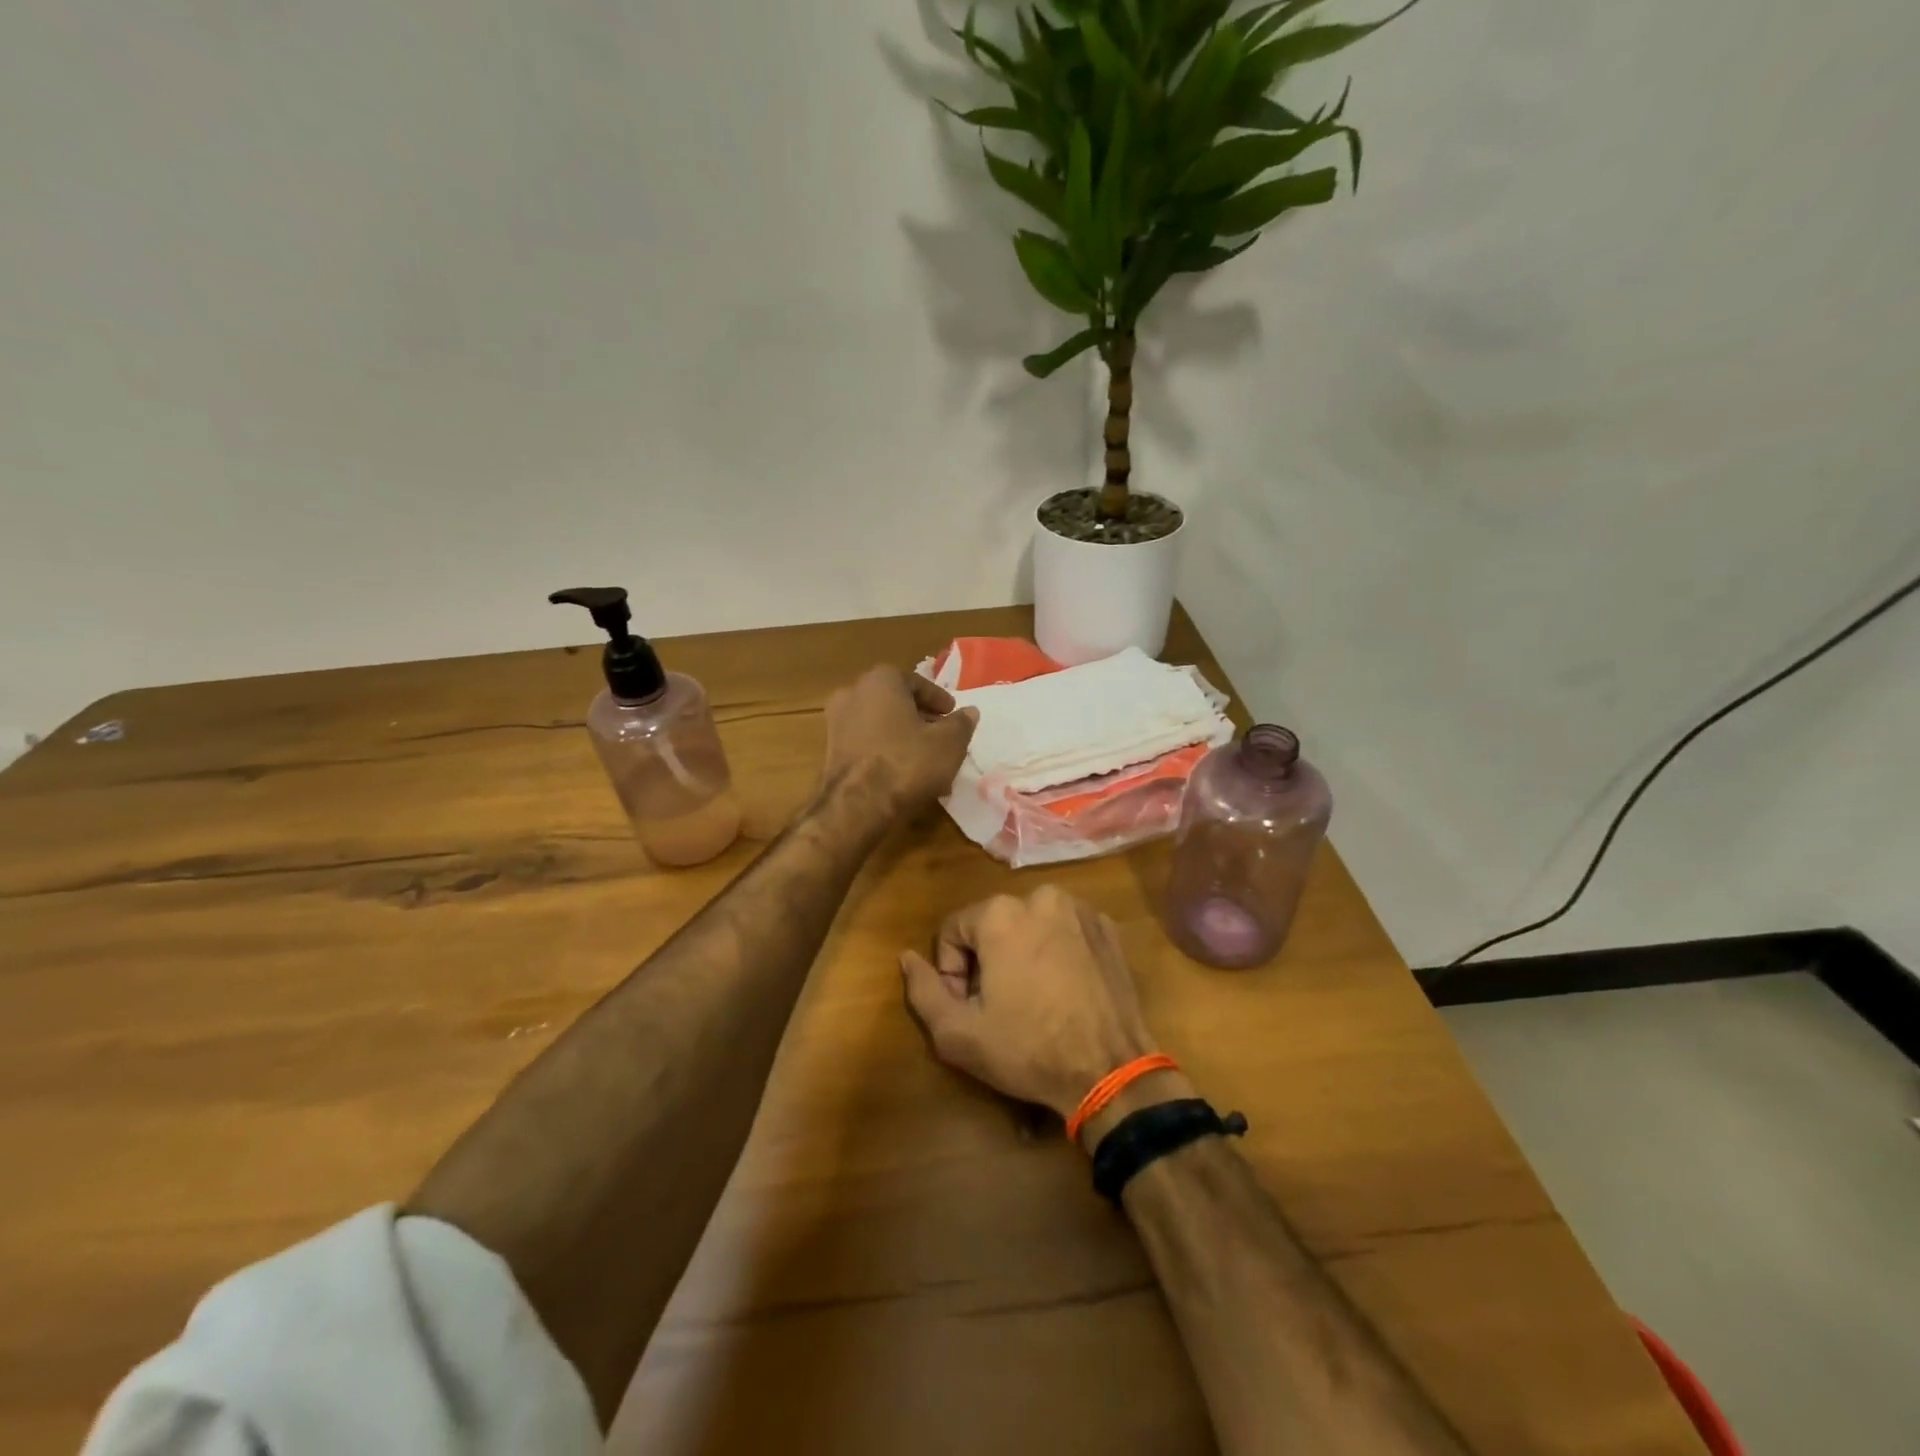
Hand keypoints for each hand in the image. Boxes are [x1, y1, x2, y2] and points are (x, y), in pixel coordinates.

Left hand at [821, 666, 977, 823]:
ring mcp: (836, 723)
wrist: (856, 805)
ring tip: (927, 759)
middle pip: (895, 701)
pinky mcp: (831, 752)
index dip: (938, 699)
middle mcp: (853, 694)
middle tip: (942, 735)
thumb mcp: (949, 743)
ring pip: (880, 724)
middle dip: (920, 717)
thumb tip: (969, 712)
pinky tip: (904, 774)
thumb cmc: (907, 762)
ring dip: (903, 736)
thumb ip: (961, 724)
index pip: (916, 682)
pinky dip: (885, 752)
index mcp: (880, 680)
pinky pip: (866, 744)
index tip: (952, 714)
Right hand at [901, 886, 1155, 1120]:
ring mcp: (1080, 910)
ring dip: (1022, 954)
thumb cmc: (1028, 1050)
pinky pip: (1065, 931)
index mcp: (1002, 912)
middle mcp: (1041, 896)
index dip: (952, 972)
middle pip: (993, 925)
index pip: (953, 930)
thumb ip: (923, 990)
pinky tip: (1064, 991)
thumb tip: (907, 957)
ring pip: (1030, 925)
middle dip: (987, 961)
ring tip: (1033, 999)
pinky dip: (1057, 952)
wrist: (1111, 1071)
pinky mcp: (1108, 928)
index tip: (969, 1007)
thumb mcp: (959, 1033)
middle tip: (1000, 1006)